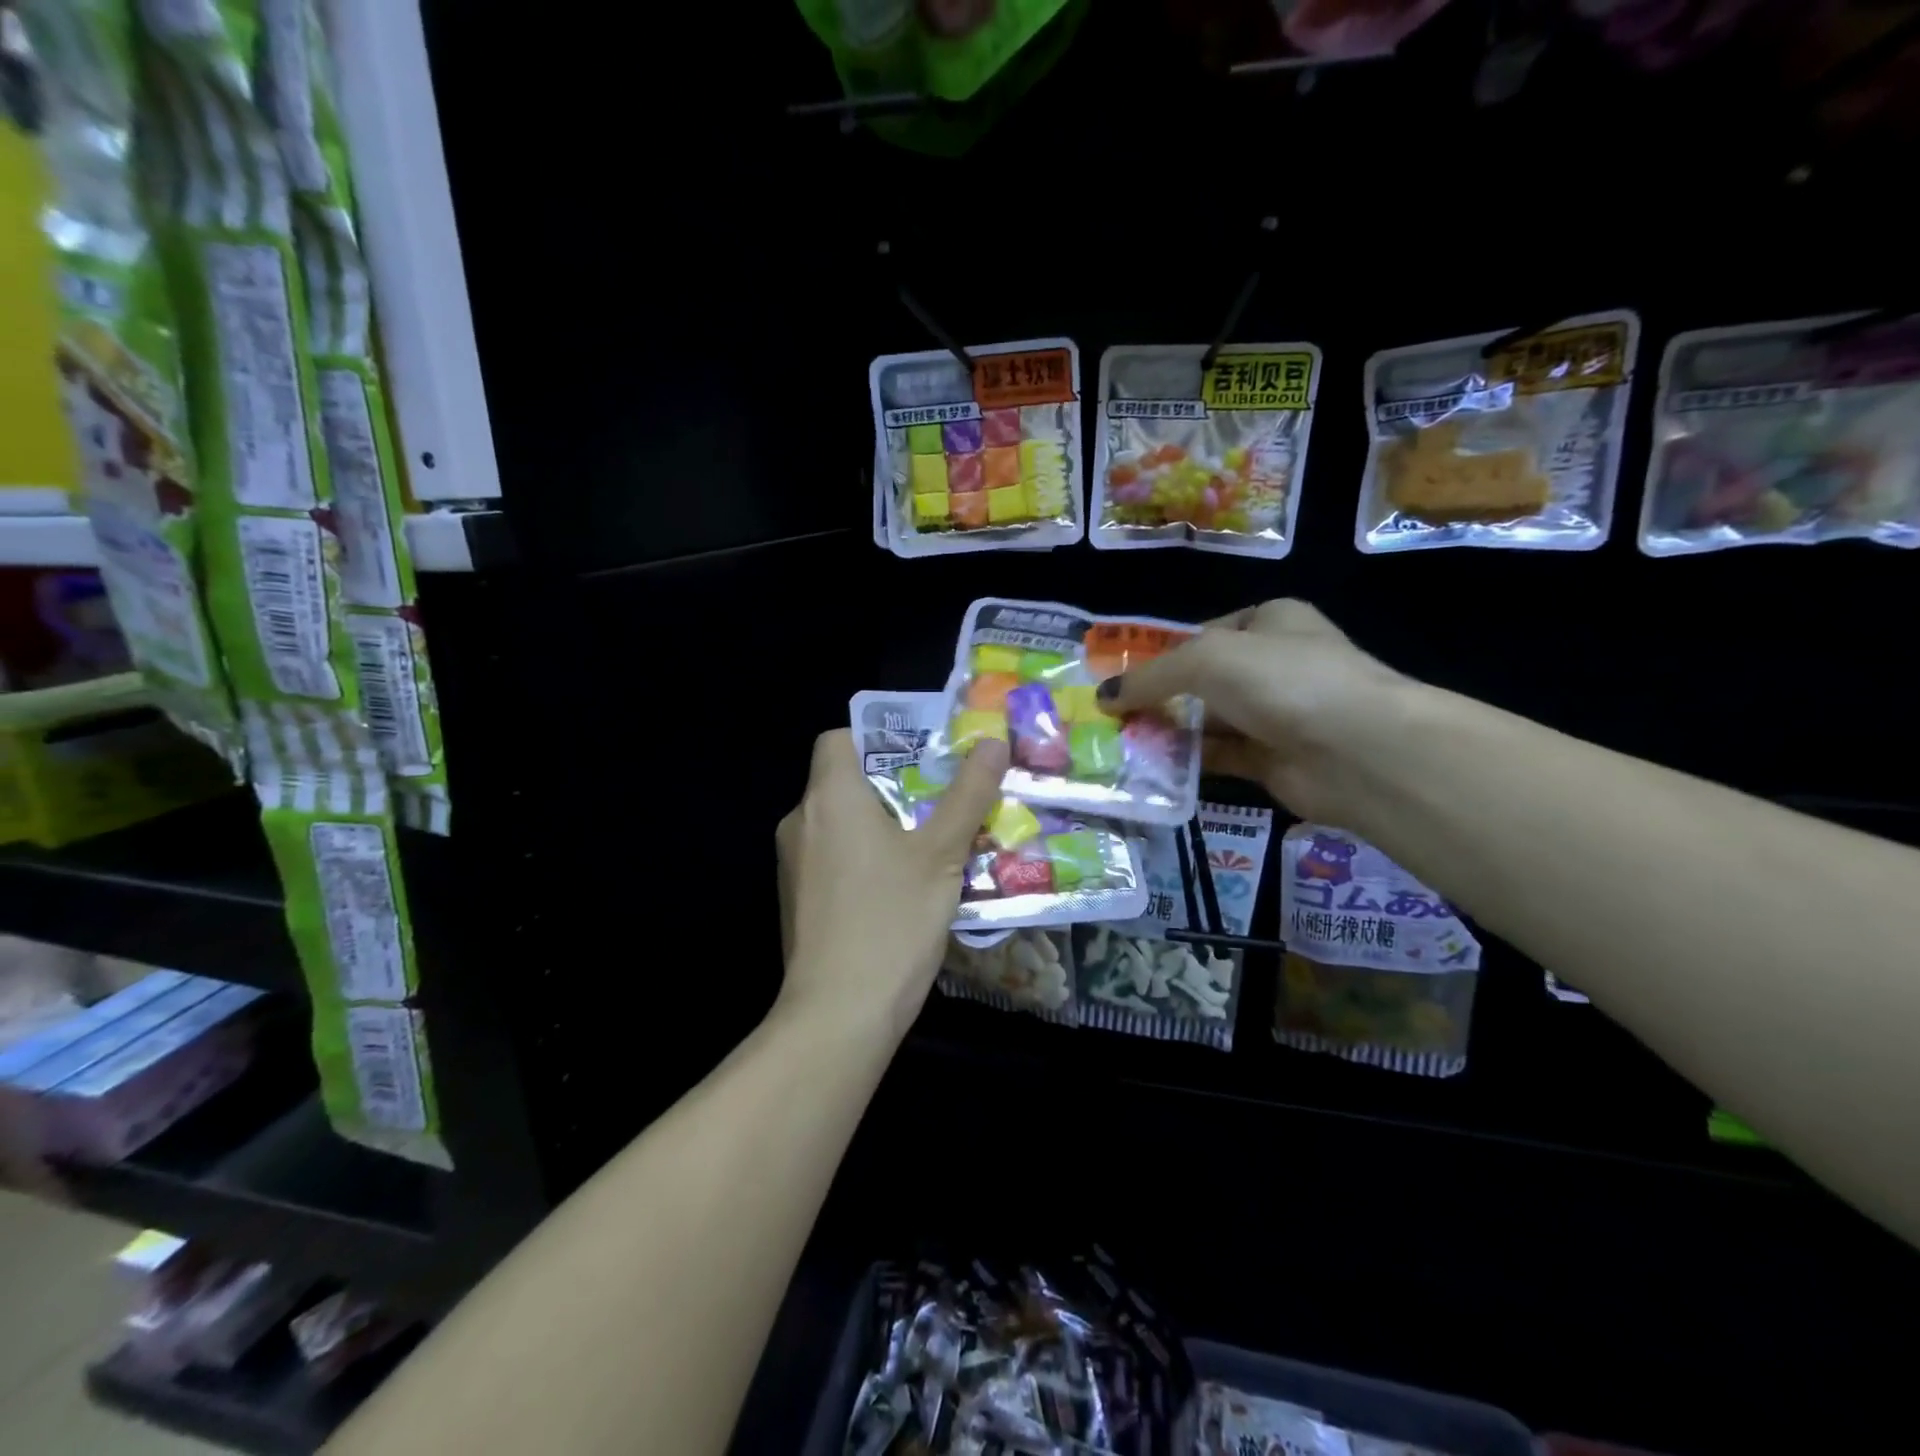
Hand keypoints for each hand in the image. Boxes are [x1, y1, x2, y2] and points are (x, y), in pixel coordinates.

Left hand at [776, 729, 1009, 1038]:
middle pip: (843, 781)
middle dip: (893, 786)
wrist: (838, 1014)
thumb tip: (992, 741)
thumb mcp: (941, 854)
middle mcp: (800, 821)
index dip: (878, 739)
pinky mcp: (796, 899)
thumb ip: (967, 794)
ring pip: (839, 824)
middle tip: (942, 801)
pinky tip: (900, 889)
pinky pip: (831, 858)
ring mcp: (792, 864)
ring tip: (931, 845)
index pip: (838, 738)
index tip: (921, 758)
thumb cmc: (891, 920)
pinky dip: (862, 859)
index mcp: (829, 797)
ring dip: (880, 825)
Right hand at [1098, 599, 1412, 825]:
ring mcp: (1277, 715)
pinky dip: (1188, 761)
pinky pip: (1220, 756)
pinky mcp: (1274, 760)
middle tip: (1113, 716)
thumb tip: (1103, 696)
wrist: (1357, 749)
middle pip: (1203, 680)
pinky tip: (1151, 767)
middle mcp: (1275, 665)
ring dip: (1169, 731)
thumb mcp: (1205, 660)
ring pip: (1210, 721)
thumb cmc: (1282, 681)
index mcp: (1270, 621)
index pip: (1205, 633)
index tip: (1124, 679)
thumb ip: (1151, 676)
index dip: (1163, 654)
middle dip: (1160, 697)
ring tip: (1120, 743)